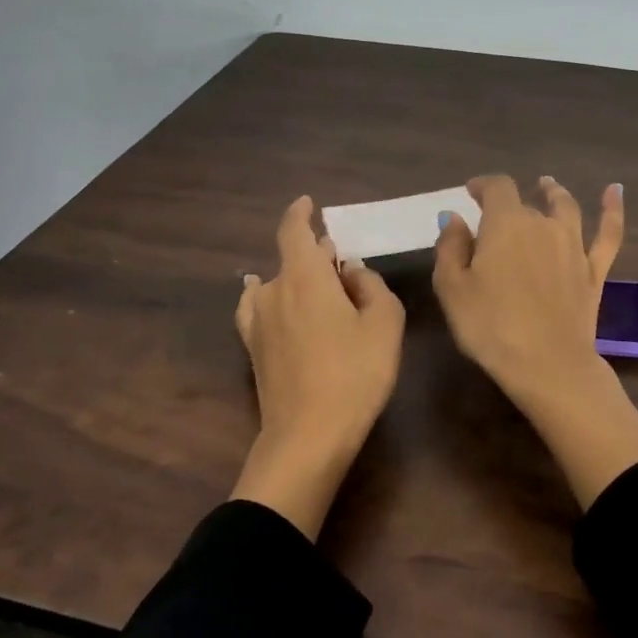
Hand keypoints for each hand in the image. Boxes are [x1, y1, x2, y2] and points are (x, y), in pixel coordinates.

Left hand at [232, 195, 405, 535]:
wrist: (309, 434)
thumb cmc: (355, 374)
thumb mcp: (384, 324)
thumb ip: (371, 286)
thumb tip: (350, 271)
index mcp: (304, 276)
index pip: (294, 230)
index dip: (301, 213)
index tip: (308, 203)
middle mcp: (273, 290)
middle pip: (291, 259)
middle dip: (315, 255)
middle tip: (342, 266)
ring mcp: (257, 321)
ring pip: (276, 284)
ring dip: (296, 279)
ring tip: (318, 289)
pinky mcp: (253, 348)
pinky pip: (258, 308)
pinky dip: (268, 297)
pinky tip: (267, 299)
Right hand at [433, 174, 623, 397]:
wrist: (547, 364)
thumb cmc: (490, 326)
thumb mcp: (452, 288)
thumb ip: (450, 247)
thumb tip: (455, 218)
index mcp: (505, 224)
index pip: (496, 188)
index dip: (482, 185)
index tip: (470, 192)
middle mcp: (543, 225)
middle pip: (525, 204)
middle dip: (508, 207)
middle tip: (494, 220)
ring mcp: (574, 246)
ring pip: (566, 209)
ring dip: (554, 193)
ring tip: (547, 186)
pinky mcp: (594, 271)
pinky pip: (608, 234)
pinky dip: (612, 210)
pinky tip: (615, 191)